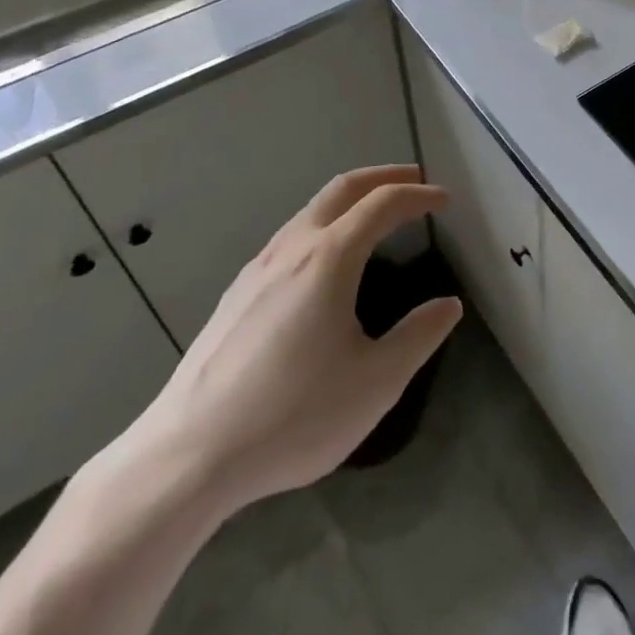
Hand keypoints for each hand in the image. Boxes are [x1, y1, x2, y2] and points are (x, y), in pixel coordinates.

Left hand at [113, 164, 461, 517]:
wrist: (187, 458)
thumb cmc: (292, 416)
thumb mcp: (375, 383)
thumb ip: (418, 337)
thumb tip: (448, 305)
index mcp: (329, 258)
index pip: (383, 204)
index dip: (418, 196)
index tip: (445, 201)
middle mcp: (292, 248)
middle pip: (342, 188)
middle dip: (383, 176)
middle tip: (415, 182)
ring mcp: (257, 269)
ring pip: (311, 210)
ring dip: (350, 199)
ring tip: (375, 216)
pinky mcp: (235, 295)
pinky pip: (289, 237)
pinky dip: (323, 224)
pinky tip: (324, 264)